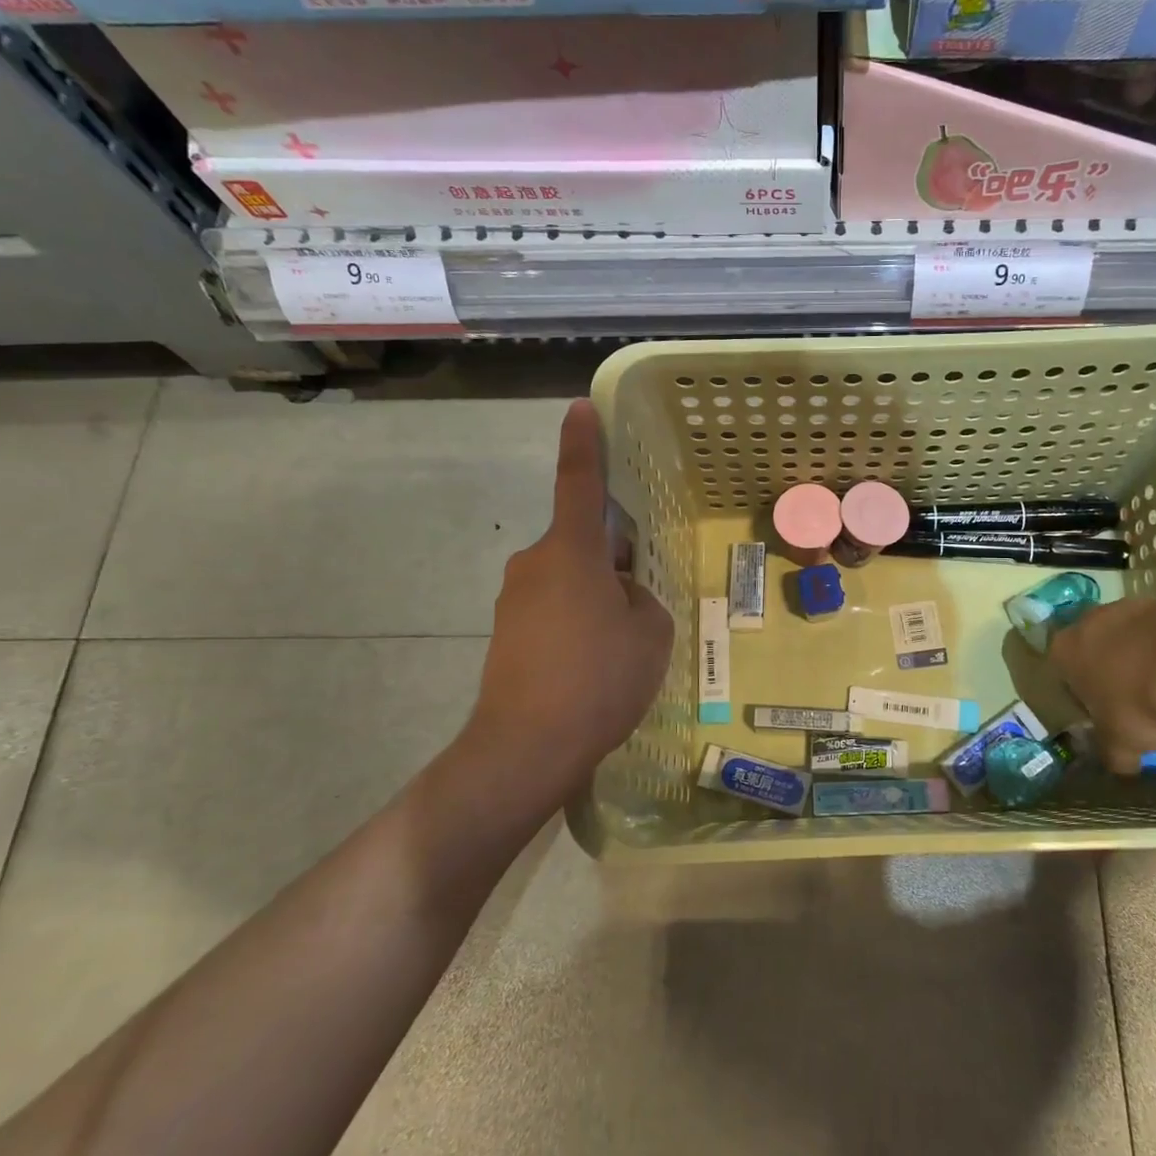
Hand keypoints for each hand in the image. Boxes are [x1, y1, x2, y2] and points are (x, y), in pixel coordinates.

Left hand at [453, 400, 673, 818]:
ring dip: (595, 595)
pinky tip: (593, 665)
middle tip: (640, 598)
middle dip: (611, 558)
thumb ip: (640, 598)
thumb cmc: (599, 677)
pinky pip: (552, 610)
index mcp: (571, 551)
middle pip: (581, 542)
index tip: (580, 408)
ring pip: (568, 580)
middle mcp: (535, 563)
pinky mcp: (506, 634)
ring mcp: (514, 600)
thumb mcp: (649, 632)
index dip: (584, 442)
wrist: (526, 747)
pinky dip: (576, 623)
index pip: (579, 482)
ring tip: (619, 645)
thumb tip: (619, 593)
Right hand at [1047, 598, 1155, 765]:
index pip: (1062, 668)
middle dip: (1110, 665)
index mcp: (1064, 651)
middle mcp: (1088, 621)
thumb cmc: (1138, 706)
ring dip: (1140, 650)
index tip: (1102, 707)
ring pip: (1129, 632)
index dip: (1082, 689)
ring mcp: (1126, 606)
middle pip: (1094, 645)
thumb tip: (1121, 767)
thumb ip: (1113, 757)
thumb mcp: (1120, 747)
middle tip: (1133, 695)